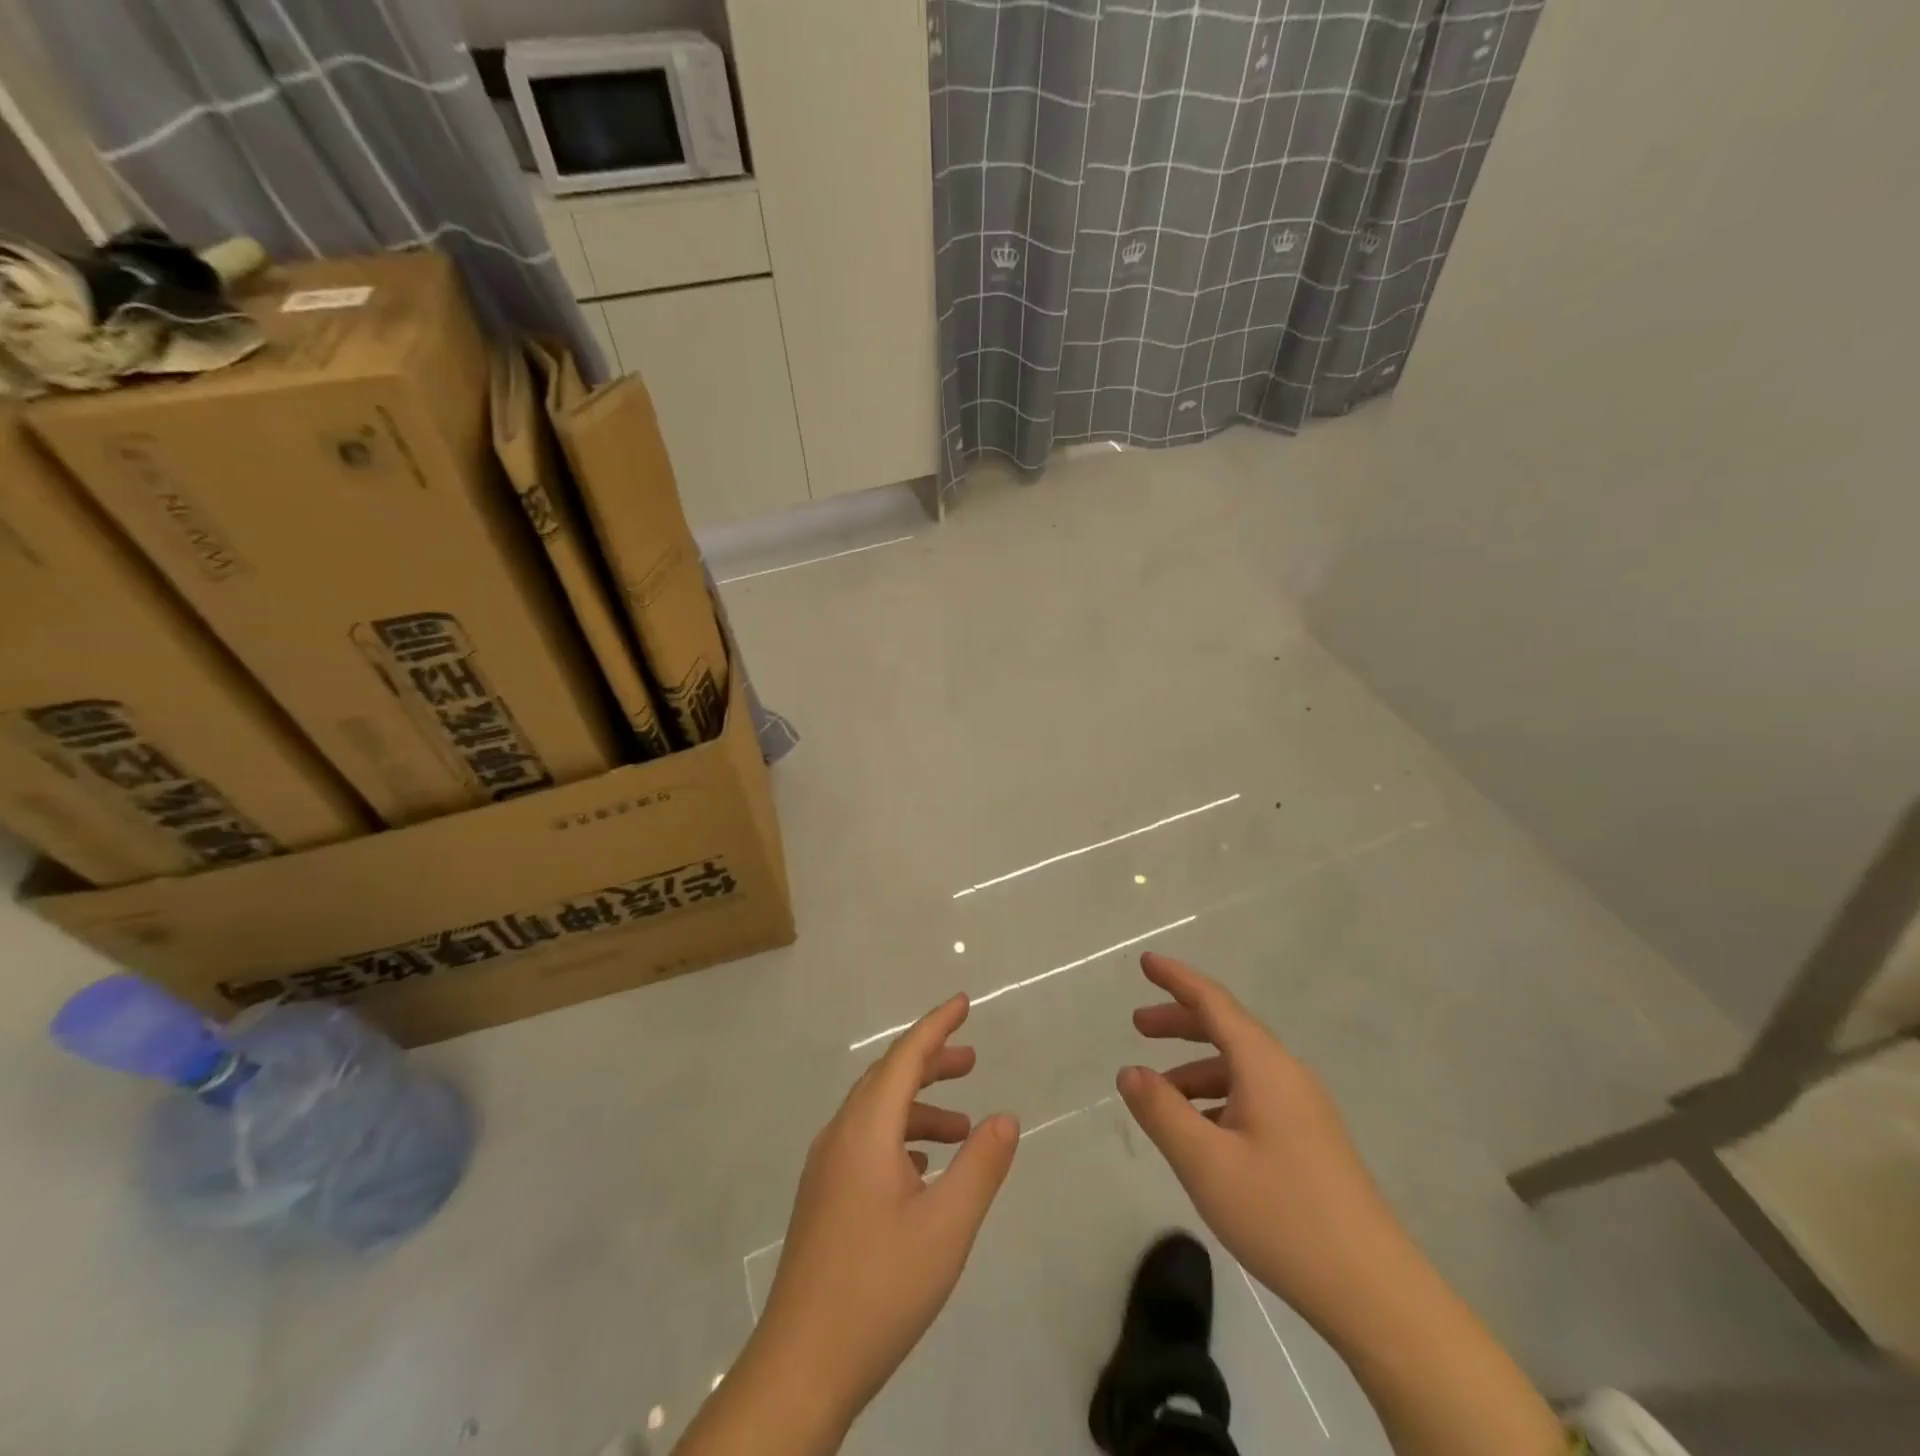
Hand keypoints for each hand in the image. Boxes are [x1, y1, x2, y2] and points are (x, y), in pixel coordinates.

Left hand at [752, 994, 1018, 1435]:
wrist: (801, 1366)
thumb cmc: (879, 1287)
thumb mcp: (946, 1226)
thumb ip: (980, 1165)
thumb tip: (1006, 1117)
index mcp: (865, 1130)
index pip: (904, 1057)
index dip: (936, 1026)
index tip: (964, 1002)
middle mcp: (840, 1136)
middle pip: (887, 1078)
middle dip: (930, 1062)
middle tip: (972, 1060)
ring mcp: (826, 1169)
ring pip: (876, 1114)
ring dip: (920, 1108)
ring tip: (964, 1127)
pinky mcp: (823, 1199)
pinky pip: (866, 1144)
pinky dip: (901, 1139)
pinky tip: (924, 1171)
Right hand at [1116, 952, 1408, 1340]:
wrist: (1374, 1292)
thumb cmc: (1282, 1215)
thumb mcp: (1205, 1162)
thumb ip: (1161, 1111)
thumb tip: (1130, 1071)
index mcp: (1265, 1066)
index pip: (1214, 1002)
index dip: (1177, 979)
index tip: (1146, 963)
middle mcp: (1287, 1075)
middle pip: (1227, 1029)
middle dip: (1180, 1022)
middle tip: (1138, 1025)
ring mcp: (1304, 1109)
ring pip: (1239, 1067)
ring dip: (1195, 1067)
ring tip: (1158, 1092)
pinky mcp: (1310, 1141)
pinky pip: (1253, 1096)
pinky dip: (1217, 1097)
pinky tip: (1199, 1132)